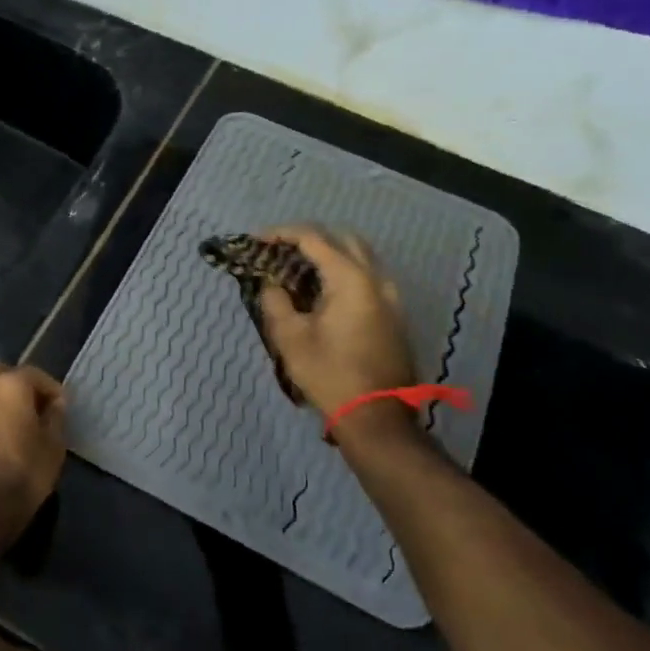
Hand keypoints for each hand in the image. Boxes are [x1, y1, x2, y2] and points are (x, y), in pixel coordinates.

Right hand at [256, 226, 416, 416]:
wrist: (376, 417)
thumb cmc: (330, 374)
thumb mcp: (290, 338)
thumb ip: (276, 301)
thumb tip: (271, 283)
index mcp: (351, 278)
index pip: (313, 238)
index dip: (282, 234)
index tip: (257, 241)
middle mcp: (376, 279)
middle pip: (342, 239)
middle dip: (309, 239)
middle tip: (280, 251)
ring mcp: (390, 296)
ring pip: (359, 257)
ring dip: (329, 255)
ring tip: (298, 270)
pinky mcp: (393, 314)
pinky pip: (367, 277)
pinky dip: (343, 272)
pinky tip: (321, 292)